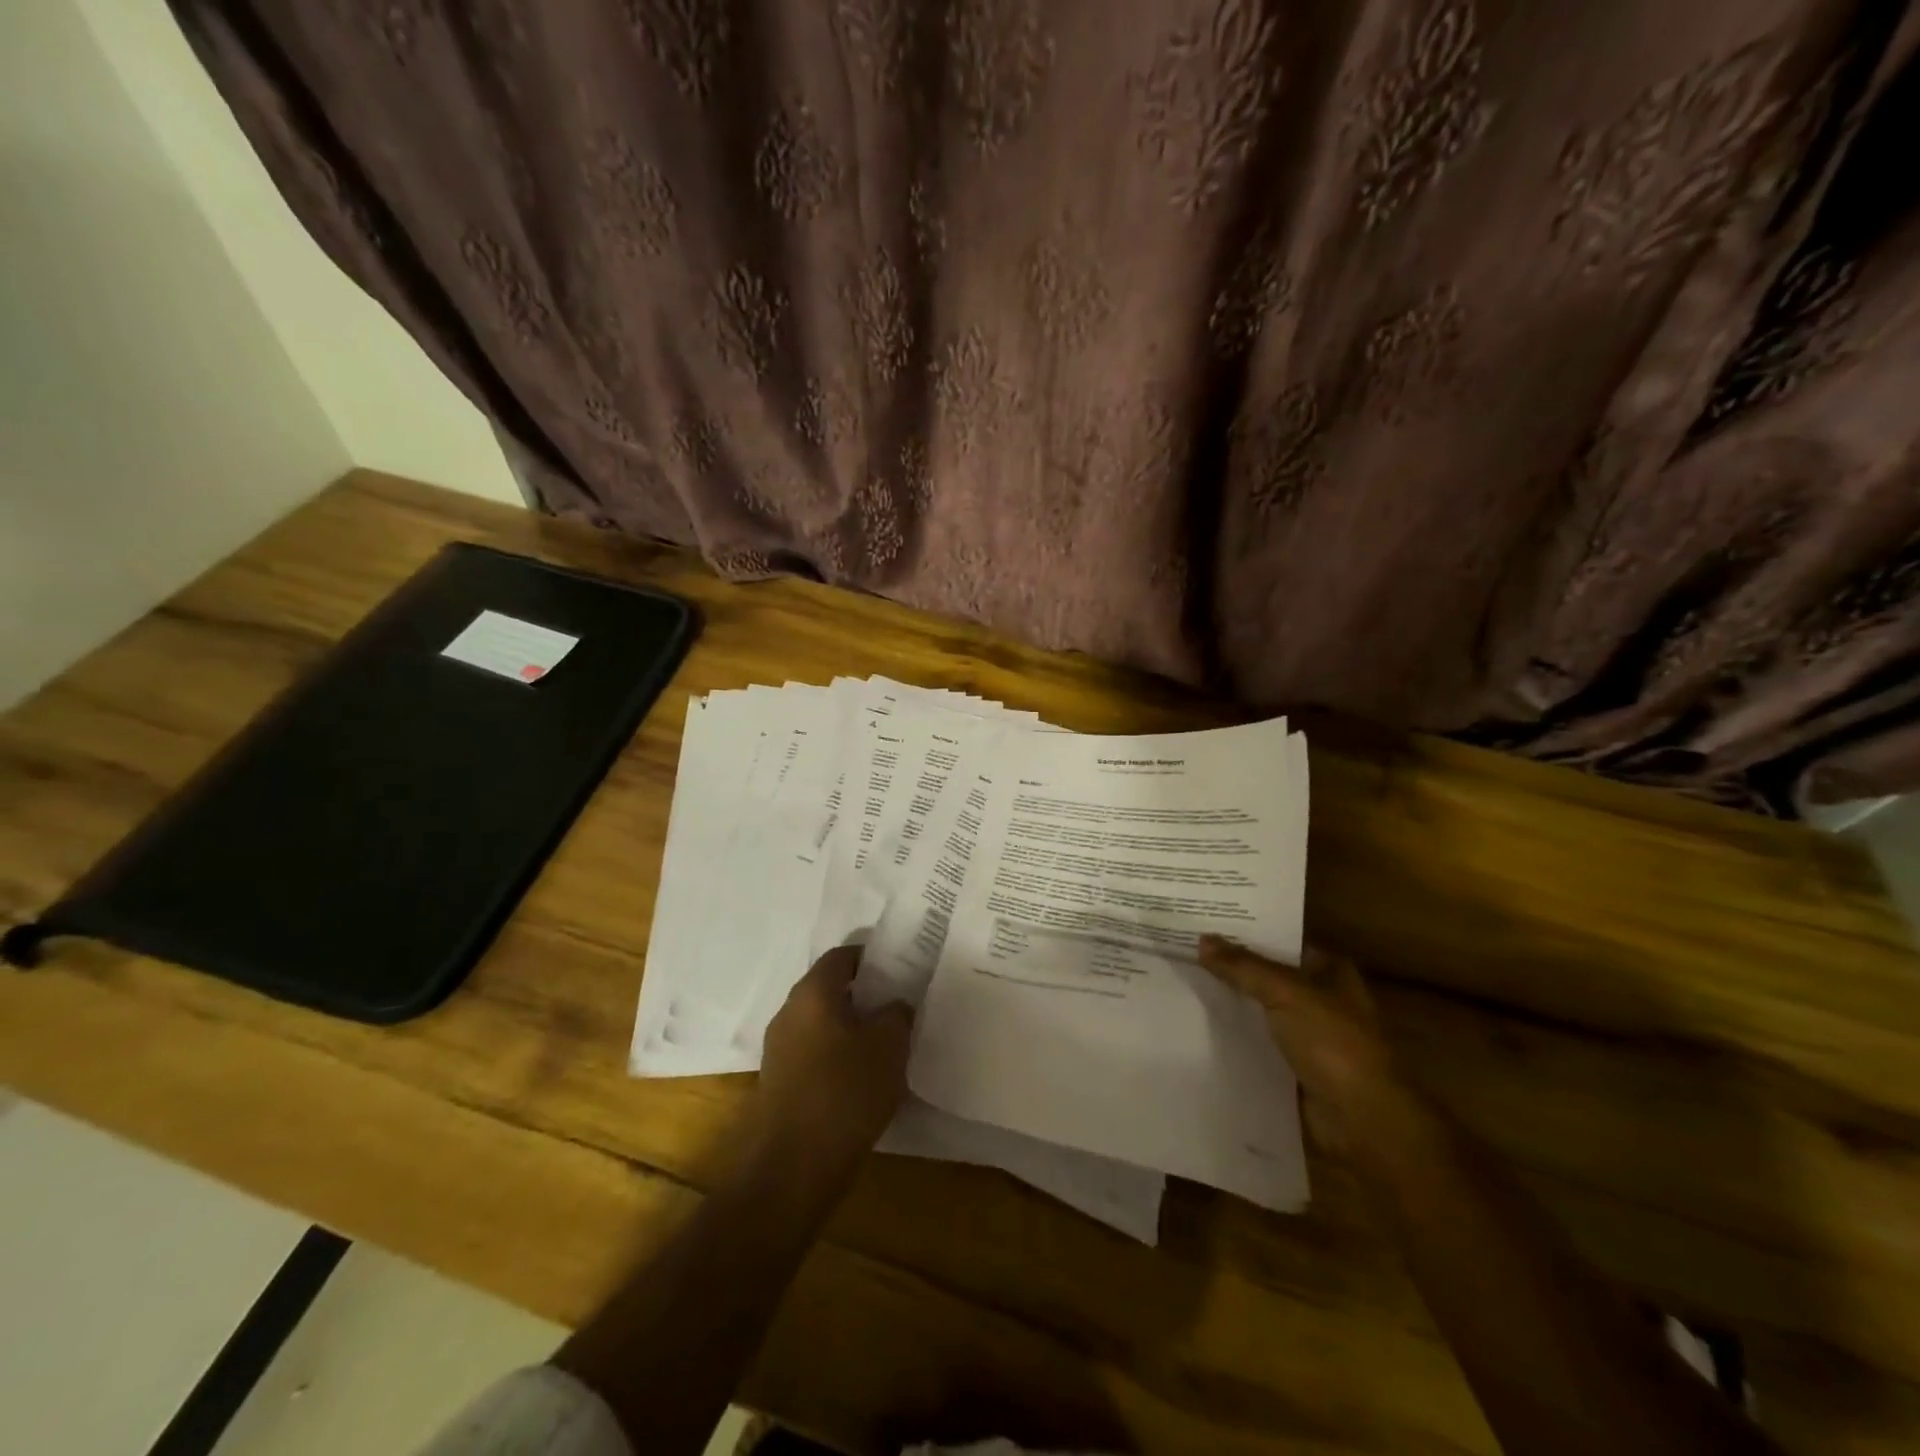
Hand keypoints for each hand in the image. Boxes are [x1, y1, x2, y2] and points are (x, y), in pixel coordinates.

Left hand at [752, 946, 912, 1178]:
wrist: (791, 1169)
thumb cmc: (844, 1093)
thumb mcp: (889, 1046)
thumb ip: (897, 1014)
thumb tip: (894, 1005)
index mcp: (813, 992)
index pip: (844, 955)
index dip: (874, 957)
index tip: (903, 969)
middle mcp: (790, 1012)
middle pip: (831, 988)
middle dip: (866, 995)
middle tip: (900, 1006)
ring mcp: (780, 1048)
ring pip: (823, 1022)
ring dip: (853, 1028)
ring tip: (888, 1045)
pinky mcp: (780, 1082)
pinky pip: (815, 1053)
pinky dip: (839, 1056)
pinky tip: (864, 1079)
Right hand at [1198, 936, 1411, 1154]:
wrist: (1361, 1120)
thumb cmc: (1334, 1044)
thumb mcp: (1287, 993)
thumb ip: (1243, 967)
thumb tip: (1202, 940)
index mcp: (1329, 972)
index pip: (1280, 942)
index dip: (1245, 932)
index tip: (1204, 923)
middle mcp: (1319, 998)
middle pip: (1266, 975)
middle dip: (1231, 967)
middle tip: (1184, 950)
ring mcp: (1306, 1035)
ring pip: (1259, 1010)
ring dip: (1229, 1002)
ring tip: (1181, 982)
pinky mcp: (1292, 1067)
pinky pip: (1256, 1042)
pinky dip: (1232, 1036)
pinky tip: (1197, 1024)